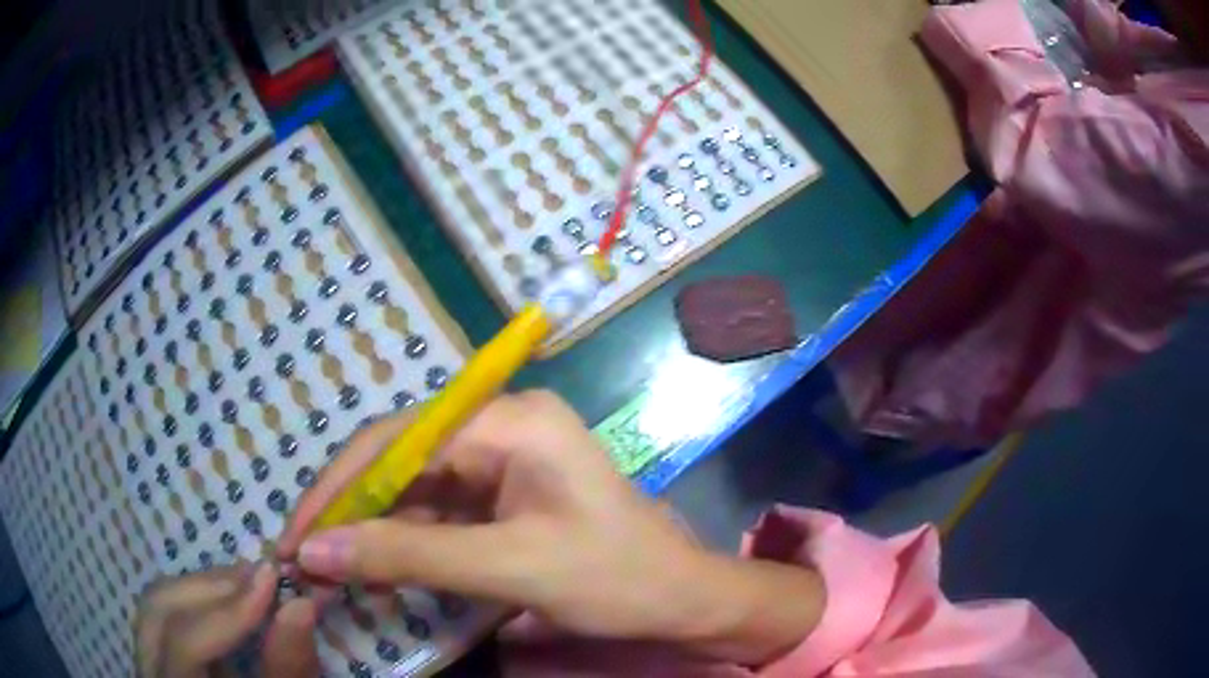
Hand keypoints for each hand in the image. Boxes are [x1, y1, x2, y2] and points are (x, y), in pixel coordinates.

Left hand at [135, 563, 318, 677]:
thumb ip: (287, 670)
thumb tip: (300, 604)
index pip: (184, 645)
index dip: (228, 612)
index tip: (271, 580)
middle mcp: (148, 674)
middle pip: (158, 611)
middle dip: (210, 587)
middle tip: (260, 575)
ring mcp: (147, 663)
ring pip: (156, 606)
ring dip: (203, 589)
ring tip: (248, 582)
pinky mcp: (155, 656)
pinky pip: (165, 616)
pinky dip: (197, 601)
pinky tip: (228, 599)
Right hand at [277, 391, 823, 664]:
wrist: (682, 599)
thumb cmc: (614, 578)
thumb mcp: (506, 568)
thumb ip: (405, 557)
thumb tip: (314, 551)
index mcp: (510, 420)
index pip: (398, 440)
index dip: (339, 487)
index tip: (296, 533)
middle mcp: (502, 425)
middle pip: (401, 460)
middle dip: (351, 509)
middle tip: (306, 554)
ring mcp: (504, 458)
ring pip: (415, 488)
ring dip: (373, 529)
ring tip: (330, 567)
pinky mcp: (505, 492)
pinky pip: (439, 510)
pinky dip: (407, 540)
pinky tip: (378, 567)